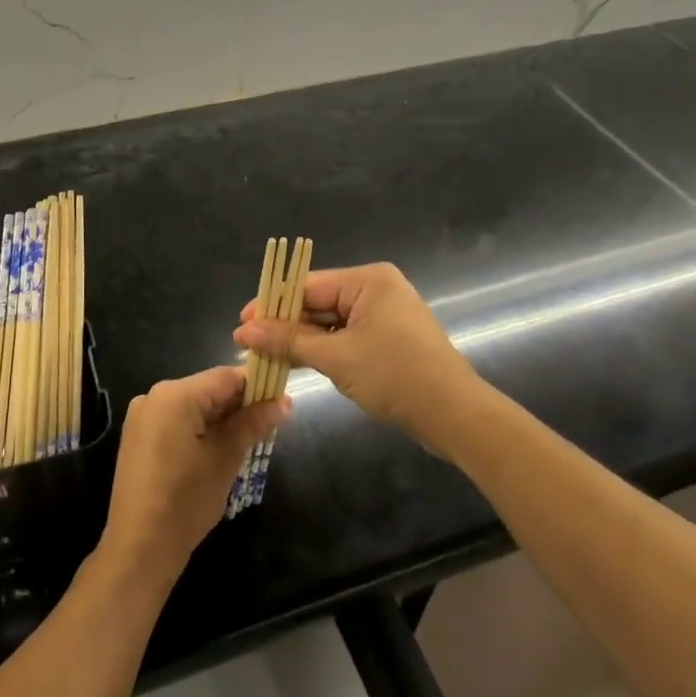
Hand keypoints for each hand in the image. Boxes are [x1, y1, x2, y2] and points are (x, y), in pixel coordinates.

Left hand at [99, 366, 288, 587]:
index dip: (256, 387)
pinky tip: (217, 451)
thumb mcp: (225, 459)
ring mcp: (142, 416)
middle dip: (239, 406)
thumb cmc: (186, 500)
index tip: (280, 404)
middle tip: (267, 428)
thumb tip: (284, 402)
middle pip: (208, 389)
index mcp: (175, 394)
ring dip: (220, 419)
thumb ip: (252, 424)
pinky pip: (176, 421)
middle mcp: (154, 396)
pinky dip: (199, 429)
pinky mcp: (138, 436)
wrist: (139, 547)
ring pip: (193, 406)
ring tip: (247, 442)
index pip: (225, 377)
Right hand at [232, 262, 484, 454]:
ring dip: (301, 339)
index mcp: (367, 280)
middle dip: (284, 324)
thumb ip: (288, 341)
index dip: (271, 305)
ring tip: (264, 355)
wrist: (455, 416)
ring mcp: (384, 314)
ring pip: (329, 321)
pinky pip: (345, 336)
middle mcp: (376, 288)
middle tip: (247, 344)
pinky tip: (296, 362)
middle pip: (317, 302)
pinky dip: (323, 349)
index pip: (306, 286)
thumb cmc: (395, 377)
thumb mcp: (336, 358)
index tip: (240, 324)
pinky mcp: (388, 338)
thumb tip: (243, 331)